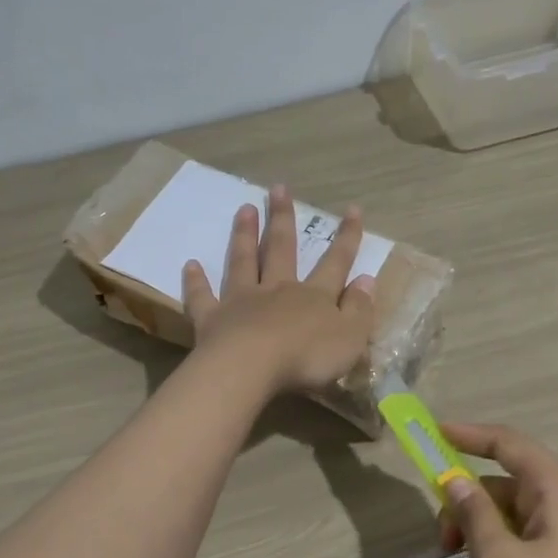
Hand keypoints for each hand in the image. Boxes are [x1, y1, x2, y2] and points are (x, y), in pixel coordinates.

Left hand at [181, 185, 376, 395]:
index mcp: (314, 297)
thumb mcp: (349, 338)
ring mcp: (241, 301)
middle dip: (282, 219)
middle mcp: (277, 290)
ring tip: (244, 209)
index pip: (336, 262)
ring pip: (244, 262)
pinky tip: (190, 265)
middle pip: (281, 249)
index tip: (352, 209)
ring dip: (244, 235)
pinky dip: (196, 281)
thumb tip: (366, 280)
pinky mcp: (212, 319)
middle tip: (277, 188)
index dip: (346, 237)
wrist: (251, 369)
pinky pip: (203, 297)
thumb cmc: (306, 358)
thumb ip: (359, 309)